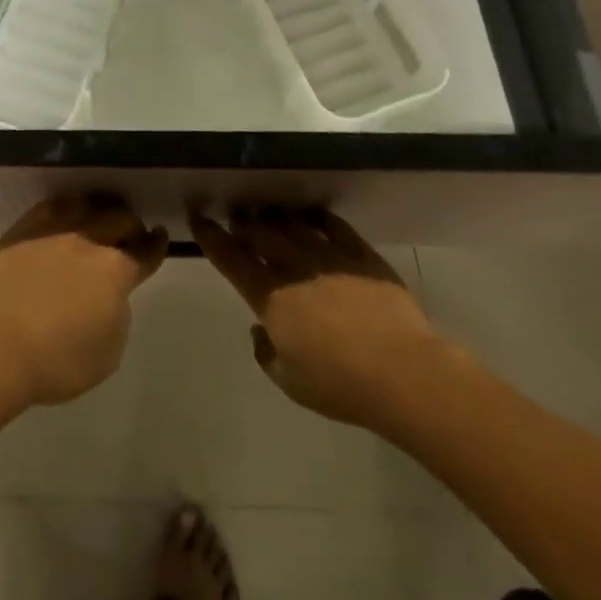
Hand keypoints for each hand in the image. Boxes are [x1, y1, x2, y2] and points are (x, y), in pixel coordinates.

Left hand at [0, 196, 167, 413]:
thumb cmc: (56, 363)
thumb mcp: (108, 354)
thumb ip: (118, 315)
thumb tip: (111, 295)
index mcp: (115, 270)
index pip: (145, 251)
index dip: (156, 245)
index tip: (160, 237)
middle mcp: (89, 239)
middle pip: (120, 218)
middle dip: (131, 226)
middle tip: (130, 235)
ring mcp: (54, 229)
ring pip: (88, 204)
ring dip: (100, 211)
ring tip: (98, 220)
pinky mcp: (24, 227)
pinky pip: (53, 206)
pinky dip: (67, 210)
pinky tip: (65, 218)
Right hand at [191, 207, 438, 430]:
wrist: (402, 373)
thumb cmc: (340, 385)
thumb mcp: (291, 382)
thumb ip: (267, 353)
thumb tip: (259, 330)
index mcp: (271, 297)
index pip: (231, 258)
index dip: (211, 236)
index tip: (198, 218)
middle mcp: (294, 267)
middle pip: (260, 232)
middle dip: (244, 222)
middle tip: (238, 217)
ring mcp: (327, 256)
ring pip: (292, 223)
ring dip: (277, 216)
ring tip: (271, 214)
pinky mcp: (360, 254)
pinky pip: (333, 225)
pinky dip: (318, 218)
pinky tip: (313, 216)